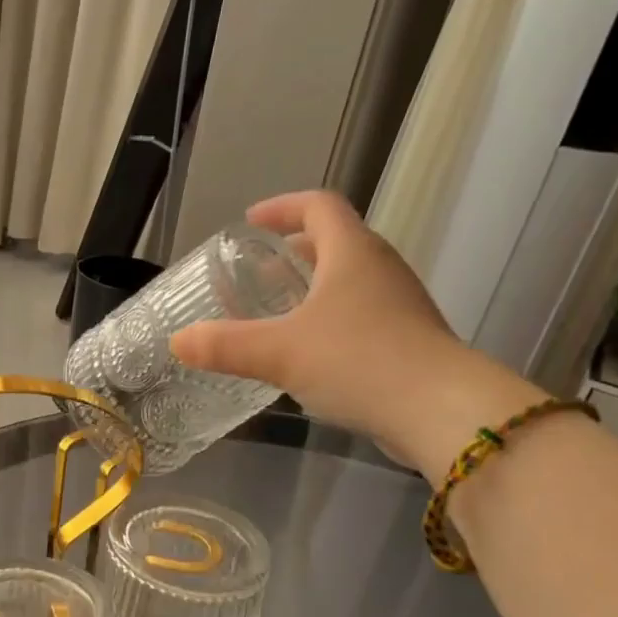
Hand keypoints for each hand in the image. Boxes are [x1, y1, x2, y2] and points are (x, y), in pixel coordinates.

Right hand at [171, 191, 525, 471]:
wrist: (439, 410)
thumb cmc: (358, 362)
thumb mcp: (280, 352)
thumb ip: (225, 345)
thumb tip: (178, 342)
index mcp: (352, 253)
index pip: (318, 206)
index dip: (282, 208)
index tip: (251, 223)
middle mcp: (380, 269)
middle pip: (336, 242)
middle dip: (293, 253)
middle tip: (258, 274)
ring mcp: (400, 304)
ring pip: (350, 281)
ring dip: (312, 288)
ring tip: (278, 314)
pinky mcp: (408, 340)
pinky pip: (361, 315)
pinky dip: (330, 320)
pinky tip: (310, 354)